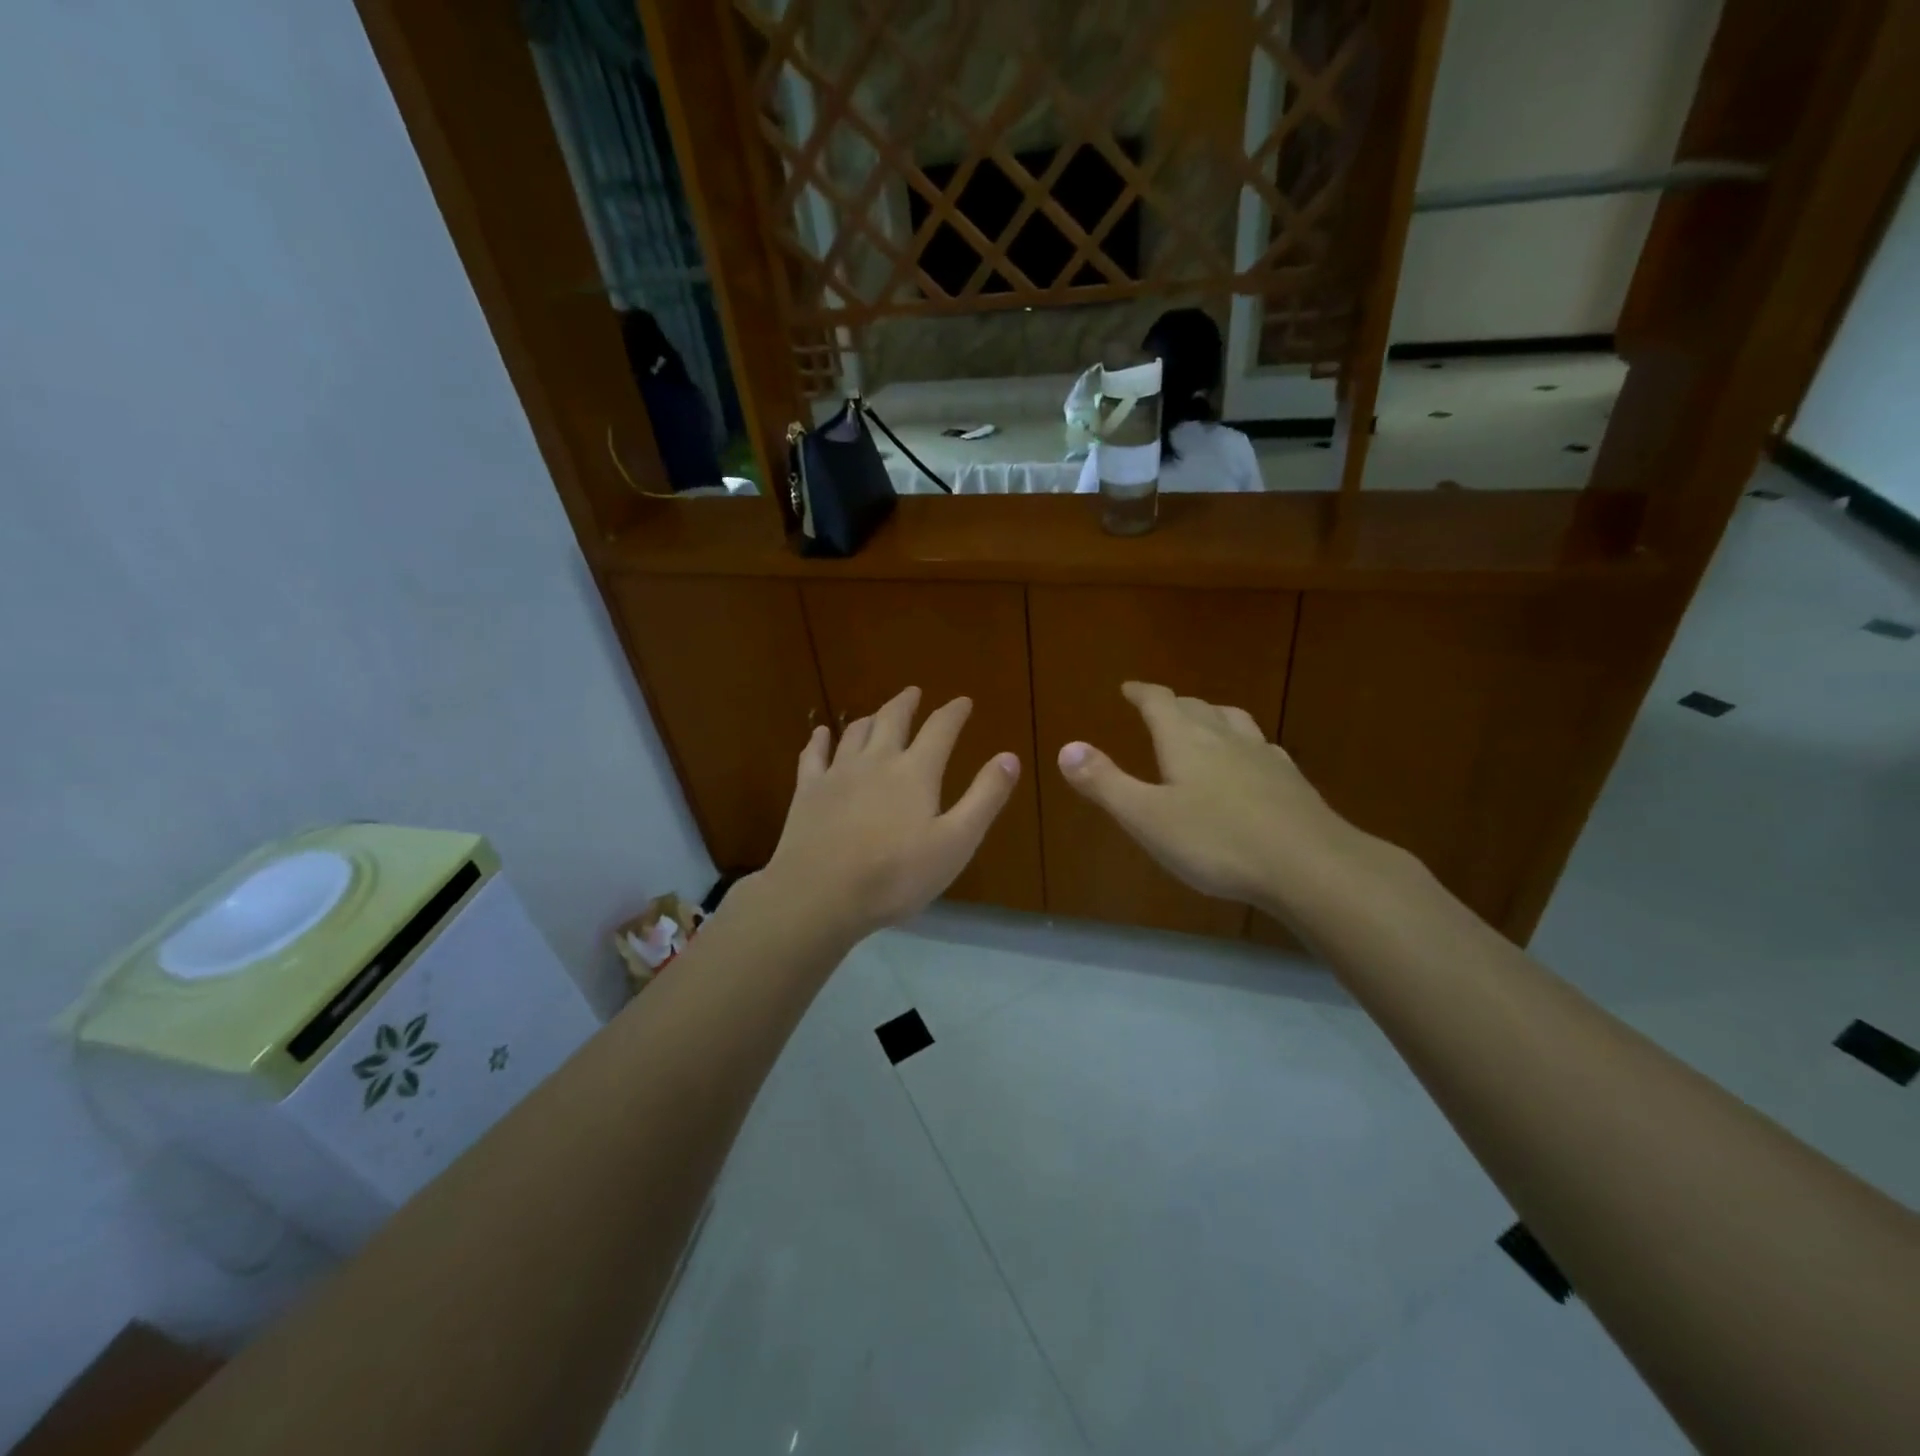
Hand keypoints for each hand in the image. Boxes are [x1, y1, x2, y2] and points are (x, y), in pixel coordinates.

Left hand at [761, 686, 1019, 938]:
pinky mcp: (808, 790)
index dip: (954, 712)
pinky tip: (822, 734)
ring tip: (876, 714)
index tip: (963, 701)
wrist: (820, 894)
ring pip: (855, 732)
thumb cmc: (896, 875)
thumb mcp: (956, 842)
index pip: (940, 729)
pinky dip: (820, 739)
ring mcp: (838, 773)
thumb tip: (1010, 757)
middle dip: (906, 703)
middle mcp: (876, 760)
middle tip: (914, 692)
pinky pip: (814, 754)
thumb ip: (984, 798)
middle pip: (892, 719)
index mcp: (915, 772)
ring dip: (870, 718)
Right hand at [1056, 681, 1377, 915]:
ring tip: (1205, 721)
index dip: (1142, 693)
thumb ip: (1105, 783)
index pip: (1160, 702)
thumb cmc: (1217, 842)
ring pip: (1234, 721)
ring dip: (1213, 715)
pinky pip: (1262, 748)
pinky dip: (1245, 745)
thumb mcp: (1147, 817)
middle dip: (1174, 704)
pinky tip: (1251, 761)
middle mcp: (1225, 738)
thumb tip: (1067, 747)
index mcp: (1186, 741)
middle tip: (1160, 706)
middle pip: (1197, 707)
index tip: (1129, 688)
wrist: (1310, 865)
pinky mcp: (1291, 781)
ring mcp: (1263, 757)